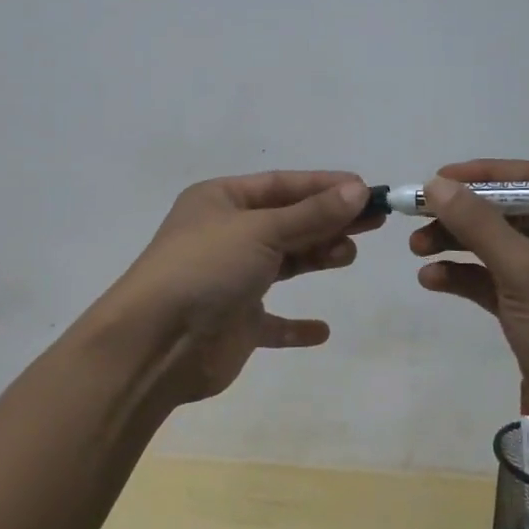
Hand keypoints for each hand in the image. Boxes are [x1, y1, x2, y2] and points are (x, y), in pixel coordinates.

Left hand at [100, 171, 381, 405]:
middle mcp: (224, 235)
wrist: (155, 344)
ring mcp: (229, 279)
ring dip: (315, 257)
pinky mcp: (235, 323)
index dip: (324, 185)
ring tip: (348, 255)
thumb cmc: (206, 268)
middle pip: (286, 221)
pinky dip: (295, 326)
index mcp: (220, 200)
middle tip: (373, 222)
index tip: (366, 189)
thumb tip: (358, 189)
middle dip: (327, 220)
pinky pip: (272, 322)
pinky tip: (322, 329)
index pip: (281, 185)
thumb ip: (311, 213)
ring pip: (282, 263)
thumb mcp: (261, 230)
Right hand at [409, 158, 528, 473]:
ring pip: (494, 245)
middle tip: (416, 217)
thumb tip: (435, 183)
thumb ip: (478, 224)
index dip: (479, 175)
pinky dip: (462, 276)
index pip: (527, 179)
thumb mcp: (526, 271)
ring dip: (455, 244)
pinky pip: (491, 280)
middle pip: (505, 211)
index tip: (435, 180)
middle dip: (460, 215)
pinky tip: (432, 280)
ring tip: (416, 250)